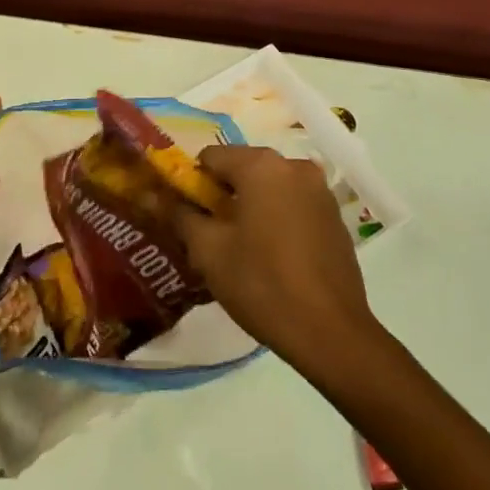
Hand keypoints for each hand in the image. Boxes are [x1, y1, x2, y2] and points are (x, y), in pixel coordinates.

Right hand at [172, 145, 377, 374]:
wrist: (331, 332)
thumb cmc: (262, 284)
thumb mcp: (209, 251)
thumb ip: (180, 215)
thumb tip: (154, 195)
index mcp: (261, 165)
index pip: (211, 157)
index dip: (194, 184)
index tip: (190, 218)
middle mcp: (294, 165)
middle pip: (243, 168)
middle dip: (223, 195)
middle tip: (212, 237)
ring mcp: (319, 190)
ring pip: (270, 186)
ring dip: (251, 206)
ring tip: (243, 249)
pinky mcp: (335, 215)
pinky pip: (293, 203)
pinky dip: (277, 217)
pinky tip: (274, 256)